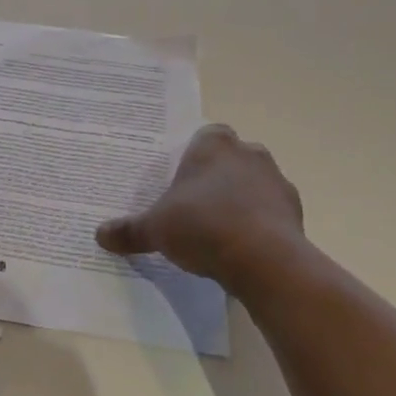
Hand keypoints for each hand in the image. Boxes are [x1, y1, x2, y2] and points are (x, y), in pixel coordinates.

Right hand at [95, 124, 312, 294]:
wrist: (264, 260)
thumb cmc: (202, 226)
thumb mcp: (155, 229)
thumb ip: (129, 230)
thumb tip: (99, 235)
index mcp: (213, 144)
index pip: (204, 136)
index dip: (192, 156)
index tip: (180, 180)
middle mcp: (249, 153)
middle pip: (229, 159)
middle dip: (215, 177)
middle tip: (194, 205)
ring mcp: (277, 180)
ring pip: (253, 183)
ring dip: (239, 200)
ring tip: (217, 230)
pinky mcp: (295, 210)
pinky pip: (270, 211)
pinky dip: (258, 223)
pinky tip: (240, 247)